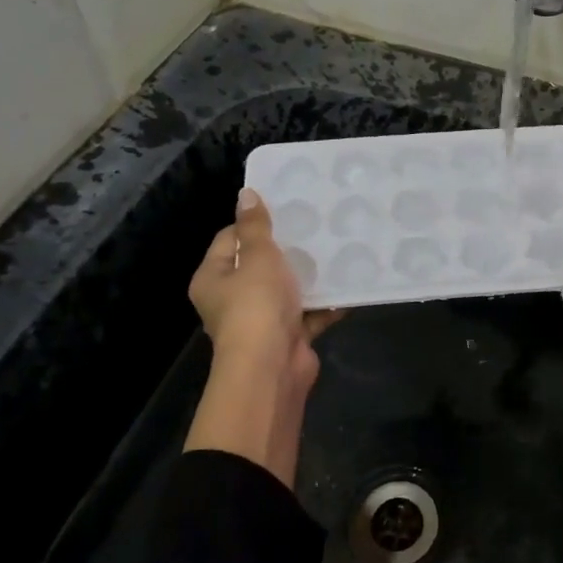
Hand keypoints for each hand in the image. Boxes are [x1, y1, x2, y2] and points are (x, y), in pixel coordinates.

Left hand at [184, 188, 340, 485]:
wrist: (272, 368)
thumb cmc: (256, 306)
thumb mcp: (257, 258)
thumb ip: (255, 227)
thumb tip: (246, 194)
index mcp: (213, 278)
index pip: (229, 239)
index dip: (254, 223)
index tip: (286, 210)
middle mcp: (232, 300)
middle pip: (260, 265)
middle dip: (288, 249)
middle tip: (315, 226)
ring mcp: (261, 321)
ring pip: (287, 290)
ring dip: (309, 276)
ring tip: (337, 250)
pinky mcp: (288, 337)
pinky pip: (309, 314)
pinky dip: (326, 304)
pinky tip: (348, 286)